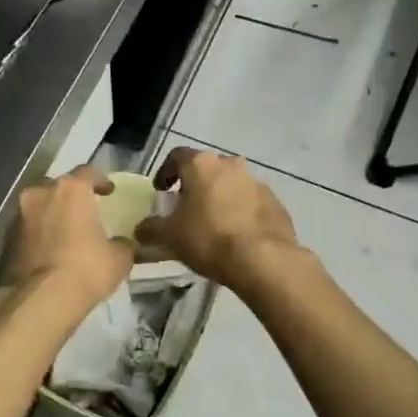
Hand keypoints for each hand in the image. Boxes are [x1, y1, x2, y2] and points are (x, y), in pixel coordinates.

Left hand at [1, 166, 134, 314]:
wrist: (40, 300)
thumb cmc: (86, 269)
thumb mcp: (119, 258)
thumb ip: (122, 243)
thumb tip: (122, 243)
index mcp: (71, 189)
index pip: (88, 172)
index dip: (101, 181)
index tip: (109, 191)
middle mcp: (41, 193)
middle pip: (59, 187)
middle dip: (71, 196)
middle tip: (84, 210)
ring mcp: (20, 215)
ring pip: (40, 206)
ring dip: (52, 214)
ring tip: (67, 231)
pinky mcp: (7, 239)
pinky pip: (29, 228)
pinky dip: (40, 233)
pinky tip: (51, 249)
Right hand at [137, 148, 302, 294]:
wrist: (263, 259)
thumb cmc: (209, 239)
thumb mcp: (169, 237)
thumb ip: (150, 229)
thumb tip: (141, 229)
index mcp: (202, 165)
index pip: (177, 156)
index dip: (165, 172)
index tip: (161, 191)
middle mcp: (231, 165)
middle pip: (207, 170)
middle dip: (195, 186)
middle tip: (186, 209)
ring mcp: (257, 183)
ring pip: (231, 185)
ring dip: (220, 199)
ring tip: (212, 225)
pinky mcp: (276, 203)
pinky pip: (251, 203)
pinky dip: (241, 213)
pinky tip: (236, 236)